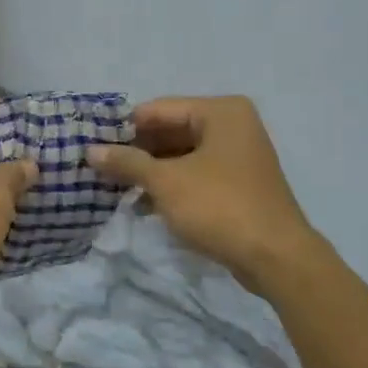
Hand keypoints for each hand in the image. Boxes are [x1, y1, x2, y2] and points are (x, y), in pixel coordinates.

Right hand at [87, 96, 321, 294]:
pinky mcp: (239, 183)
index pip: (159, 109)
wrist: (277, 257)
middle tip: (100, 168)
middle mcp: (232, 125)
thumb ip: (127, 163)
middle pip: (171, 130)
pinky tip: (143, 204)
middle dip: (137, 152)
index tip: (92, 144)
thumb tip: (90, 151)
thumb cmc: (219, 207)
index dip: (124, 128)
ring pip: (182, 155)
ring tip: (115, 188)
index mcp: (220, 112)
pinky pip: (196, 174)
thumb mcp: (166, 182)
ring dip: (151, 171)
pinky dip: (171, 185)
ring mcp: (238, 155)